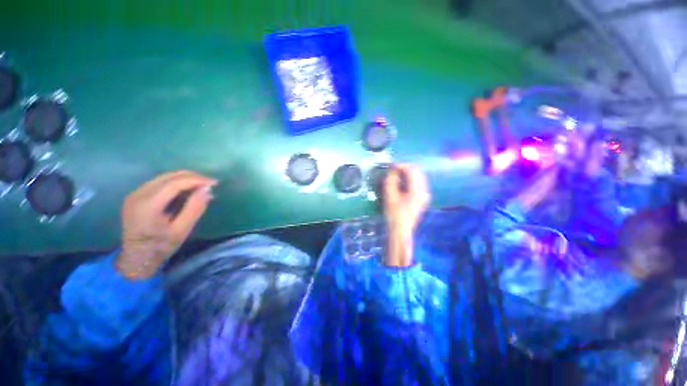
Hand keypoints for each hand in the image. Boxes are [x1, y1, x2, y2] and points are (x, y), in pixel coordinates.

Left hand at [115, 171, 216, 278]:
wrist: (136, 258)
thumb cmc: (161, 247)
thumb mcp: (182, 230)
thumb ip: (195, 208)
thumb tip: (207, 189)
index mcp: (148, 205)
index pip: (175, 183)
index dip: (197, 180)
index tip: (214, 183)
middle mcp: (138, 194)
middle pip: (169, 176)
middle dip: (193, 177)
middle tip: (210, 184)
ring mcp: (135, 193)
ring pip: (165, 177)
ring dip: (185, 178)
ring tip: (202, 186)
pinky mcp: (137, 195)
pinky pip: (160, 182)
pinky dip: (176, 182)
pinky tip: (187, 189)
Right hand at [382, 164, 430, 266]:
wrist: (400, 229)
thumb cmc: (393, 213)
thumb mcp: (389, 195)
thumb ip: (391, 180)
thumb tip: (393, 170)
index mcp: (417, 190)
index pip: (411, 170)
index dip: (400, 166)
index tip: (390, 166)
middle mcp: (424, 190)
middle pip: (417, 171)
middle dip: (405, 168)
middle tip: (393, 170)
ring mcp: (425, 194)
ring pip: (419, 176)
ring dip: (408, 173)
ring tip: (396, 175)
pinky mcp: (423, 198)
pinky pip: (419, 183)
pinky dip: (411, 179)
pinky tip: (402, 183)